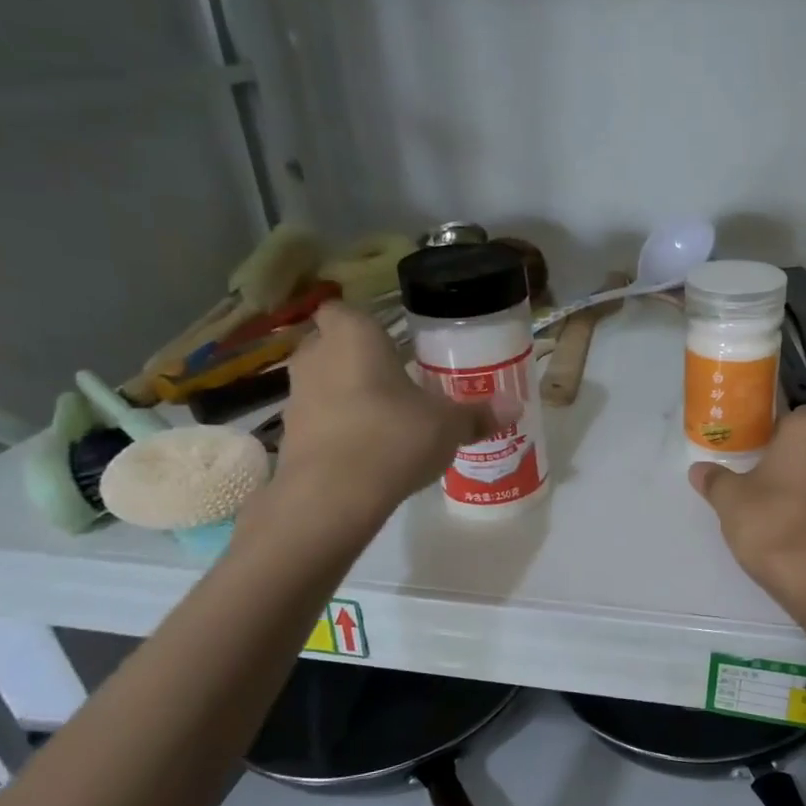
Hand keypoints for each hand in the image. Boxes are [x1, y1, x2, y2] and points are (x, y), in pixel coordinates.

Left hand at [267, 302, 508, 529]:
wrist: (333, 495)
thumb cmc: (394, 436)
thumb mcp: (449, 425)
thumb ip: (478, 414)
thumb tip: (515, 407)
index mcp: (354, 336)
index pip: (343, 310)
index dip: (363, 325)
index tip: (389, 344)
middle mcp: (316, 356)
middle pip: (331, 346)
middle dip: (357, 360)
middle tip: (395, 380)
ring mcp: (296, 396)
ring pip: (322, 384)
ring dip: (346, 395)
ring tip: (384, 418)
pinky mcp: (290, 435)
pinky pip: (319, 420)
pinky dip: (337, 429)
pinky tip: (367, 450)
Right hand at [688, 407, 805, 606]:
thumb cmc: (769, 520)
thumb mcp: (729, 498)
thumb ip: (714, 479)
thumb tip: (699, 470)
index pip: (785, 407)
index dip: (765, 419)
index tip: (746, 433)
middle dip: (785, 443)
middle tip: (754, 459)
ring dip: (801, 468)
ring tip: (770, 485)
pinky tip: (789, 509)